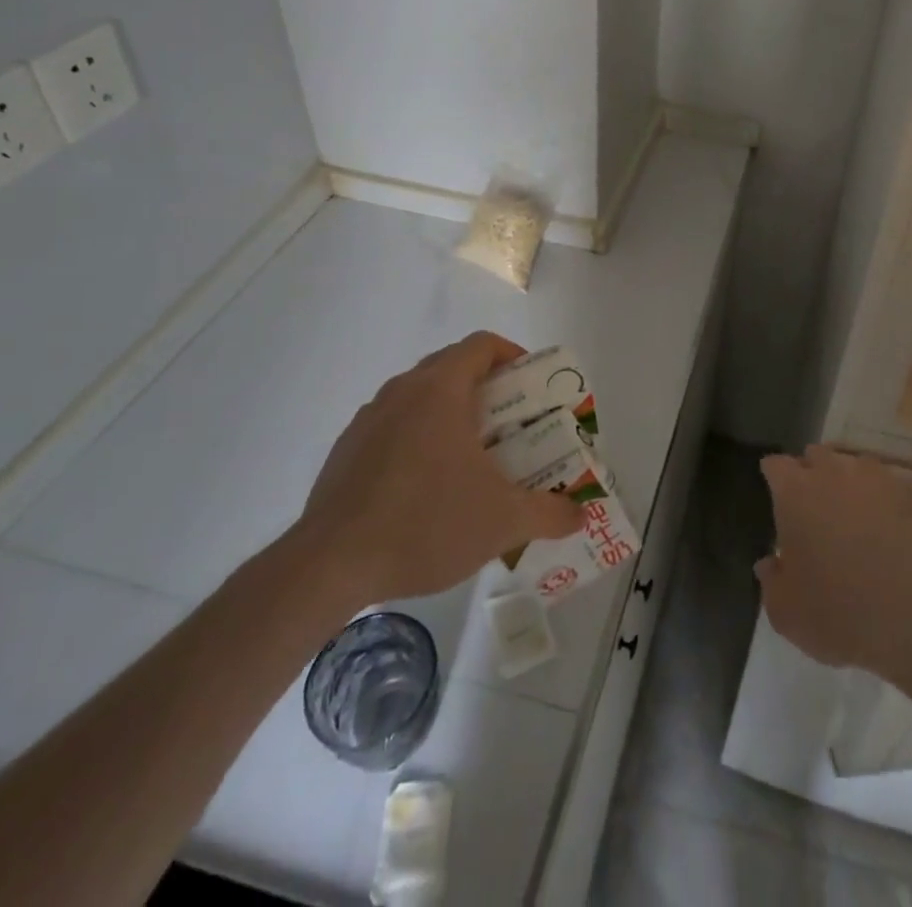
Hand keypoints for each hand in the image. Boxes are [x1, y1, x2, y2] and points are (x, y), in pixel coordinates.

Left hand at [292, 331, 582, 604]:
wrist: (329, 565)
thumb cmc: (425, 523)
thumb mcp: (502, 522)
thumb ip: (550, 513)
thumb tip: (582, 514)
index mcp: (440, 390)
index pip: (482, 345)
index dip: (513, 355)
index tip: (532, 385)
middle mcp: (402, 391)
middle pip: (452, 366)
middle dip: (487, 386)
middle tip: (511, 422)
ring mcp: (369, 418)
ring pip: (420, 395)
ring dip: (450, 411)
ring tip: (472, 454)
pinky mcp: (346, 449)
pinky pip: (393, 425)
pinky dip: (418, 437)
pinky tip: (426, 485)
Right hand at [756, 446, 911, 681]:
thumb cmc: (841, 610)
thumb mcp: (788, 612)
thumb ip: (772, 582)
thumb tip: (769, 563)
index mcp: (795, 492)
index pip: (776, 466)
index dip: (775, 478)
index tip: (776, 494)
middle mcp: (835, 471)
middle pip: (817, 456)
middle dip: (813, 473)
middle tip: (816, 506)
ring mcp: (880, 477)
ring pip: (858, 465)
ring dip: (853, 483)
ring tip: (858, 515)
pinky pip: (895, 487)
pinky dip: (891, 501)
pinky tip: (895, 528)